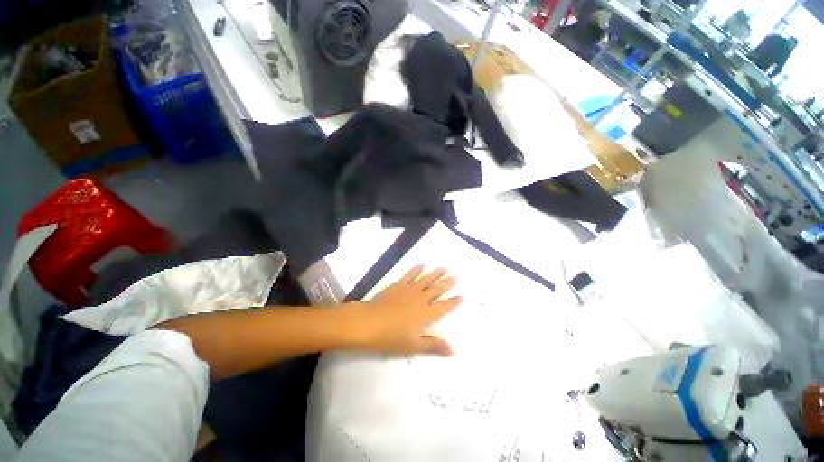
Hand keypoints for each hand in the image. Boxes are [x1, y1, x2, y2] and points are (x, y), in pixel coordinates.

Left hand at [346, 265, 461, 356]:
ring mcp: (410, 290)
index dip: (453, 302)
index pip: (444, 307)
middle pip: (437, 290)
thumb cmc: (391, 337)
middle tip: (456, 276)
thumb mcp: (413, 346)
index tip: (462, 295)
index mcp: (426, 314)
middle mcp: (421, 299)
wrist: (369, 322)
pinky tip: (422, 264)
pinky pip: (410, 274)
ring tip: (444, 267)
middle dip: (447, 283)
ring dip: (435, 273)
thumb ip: (433, 346)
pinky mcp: (399, 285)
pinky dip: (417, 269)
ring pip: (426, 279)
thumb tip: (453, 349)